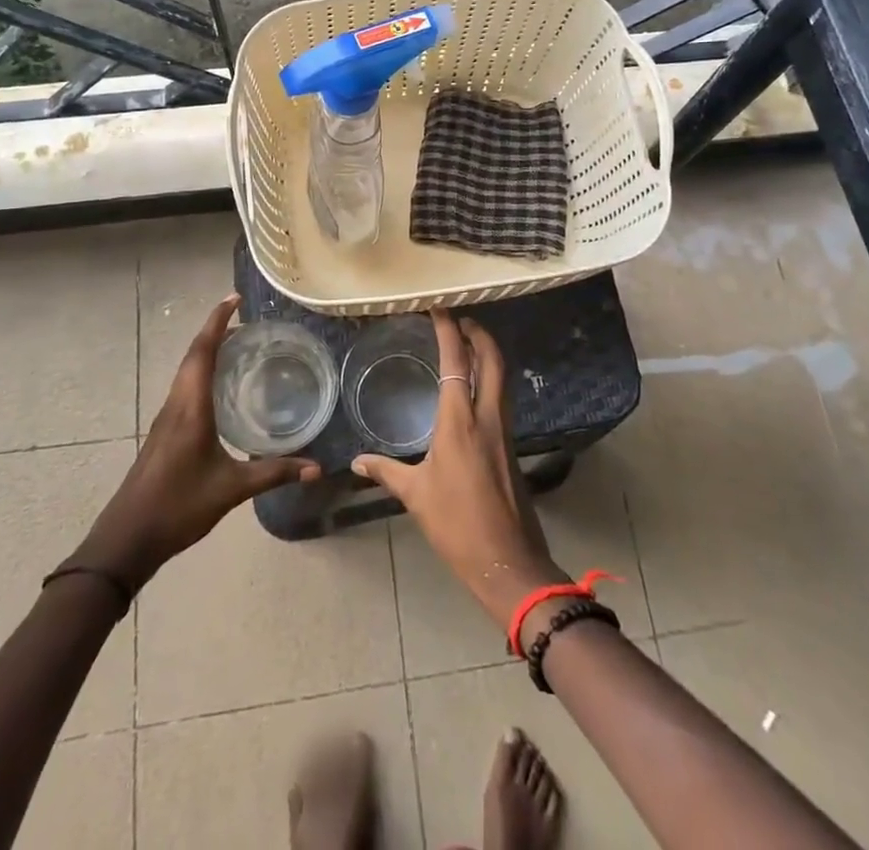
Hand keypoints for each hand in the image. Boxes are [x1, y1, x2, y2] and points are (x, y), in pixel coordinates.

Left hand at [68, 295, 320, 589]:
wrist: (127, 539)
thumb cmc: (177, 506)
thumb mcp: (231, 489)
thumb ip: (274, 473)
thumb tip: (316, 467)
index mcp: (190, 407)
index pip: (203, 351)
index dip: (217, 321)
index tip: (235, 298)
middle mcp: (176, 404)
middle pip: (193, 355)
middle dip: (215, 330)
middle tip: (244, 318)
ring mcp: (167, 418)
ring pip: (187, 371)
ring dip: (207, 351)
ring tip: (236, 344)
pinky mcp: (165, 432)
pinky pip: (185, 387)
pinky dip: (202, 372)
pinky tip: (219, 387)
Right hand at [351, 311, 568, 635]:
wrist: (507, 560)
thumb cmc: (456, 524)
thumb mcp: (415, 495)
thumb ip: (387, 471)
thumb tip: (357, 462)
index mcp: (460, 421)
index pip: (457, 362)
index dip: (450, 330)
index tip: (440, 308)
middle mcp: (488, 416)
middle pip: (492, 359)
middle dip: (479, 333)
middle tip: (460, 319)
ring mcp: (504, 430)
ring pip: (501, 377)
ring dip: (487, 354)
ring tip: (467, 344)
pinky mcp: (511, 446)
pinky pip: (502, 398)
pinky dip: (490, 379)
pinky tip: (474, 390)